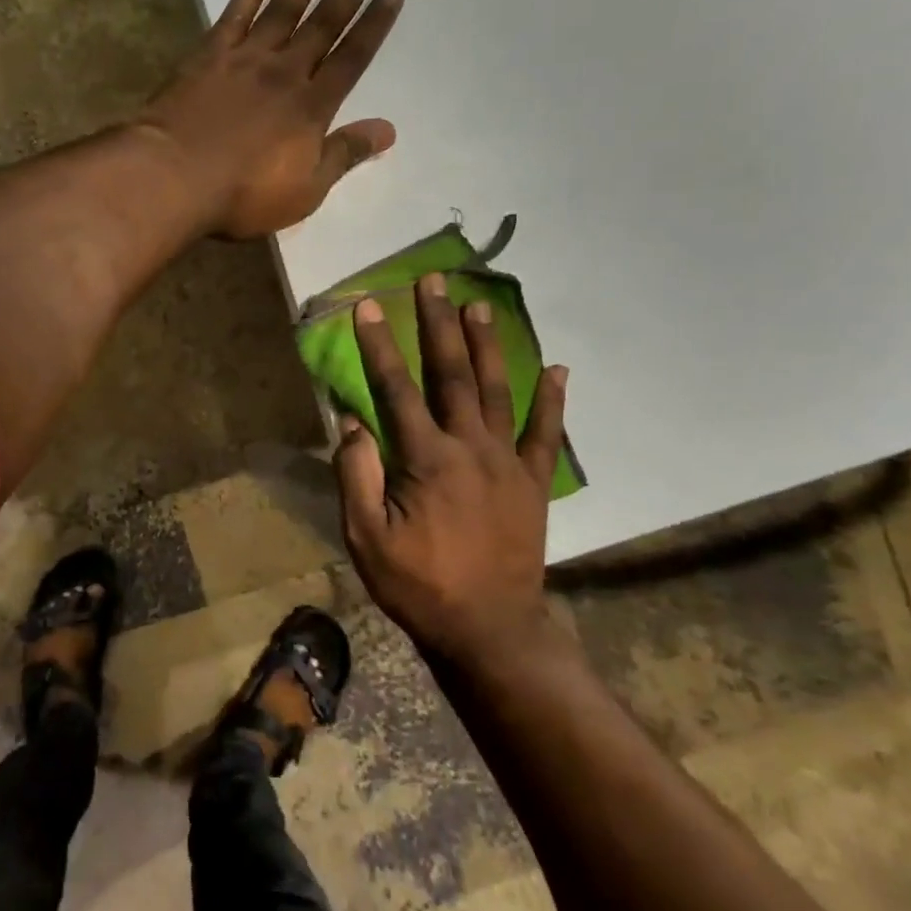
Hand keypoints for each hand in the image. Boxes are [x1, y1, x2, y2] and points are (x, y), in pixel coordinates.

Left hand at [138, 0, 402, 238]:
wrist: (175, 176)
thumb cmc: (243, 194)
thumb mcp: (305, 190)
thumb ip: (344, 155)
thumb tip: (388, 130)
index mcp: (311, 107)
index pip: (351, 59)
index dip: (374, 26)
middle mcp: (284, 72)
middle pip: (323, 24)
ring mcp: (244, 60)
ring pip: (283, 9)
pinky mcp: (207, 56)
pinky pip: (234, 15)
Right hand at [333, 275, 570, 668]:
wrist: (489, 629)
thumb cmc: (418, 585)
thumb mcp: (366, 538)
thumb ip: (357, 476)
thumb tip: (352, 422)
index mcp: (426, 459)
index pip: (397, 389)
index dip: (380, 346)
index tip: (369, 307)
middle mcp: (470, 448)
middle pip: (453, 375)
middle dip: (440, 325)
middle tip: (435, 282)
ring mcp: (508, 463)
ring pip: (499, 391)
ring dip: (489, 345)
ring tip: (481, 305)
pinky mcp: (534, 483)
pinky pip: (546, 434)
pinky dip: (553, 400)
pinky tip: (558, 369)